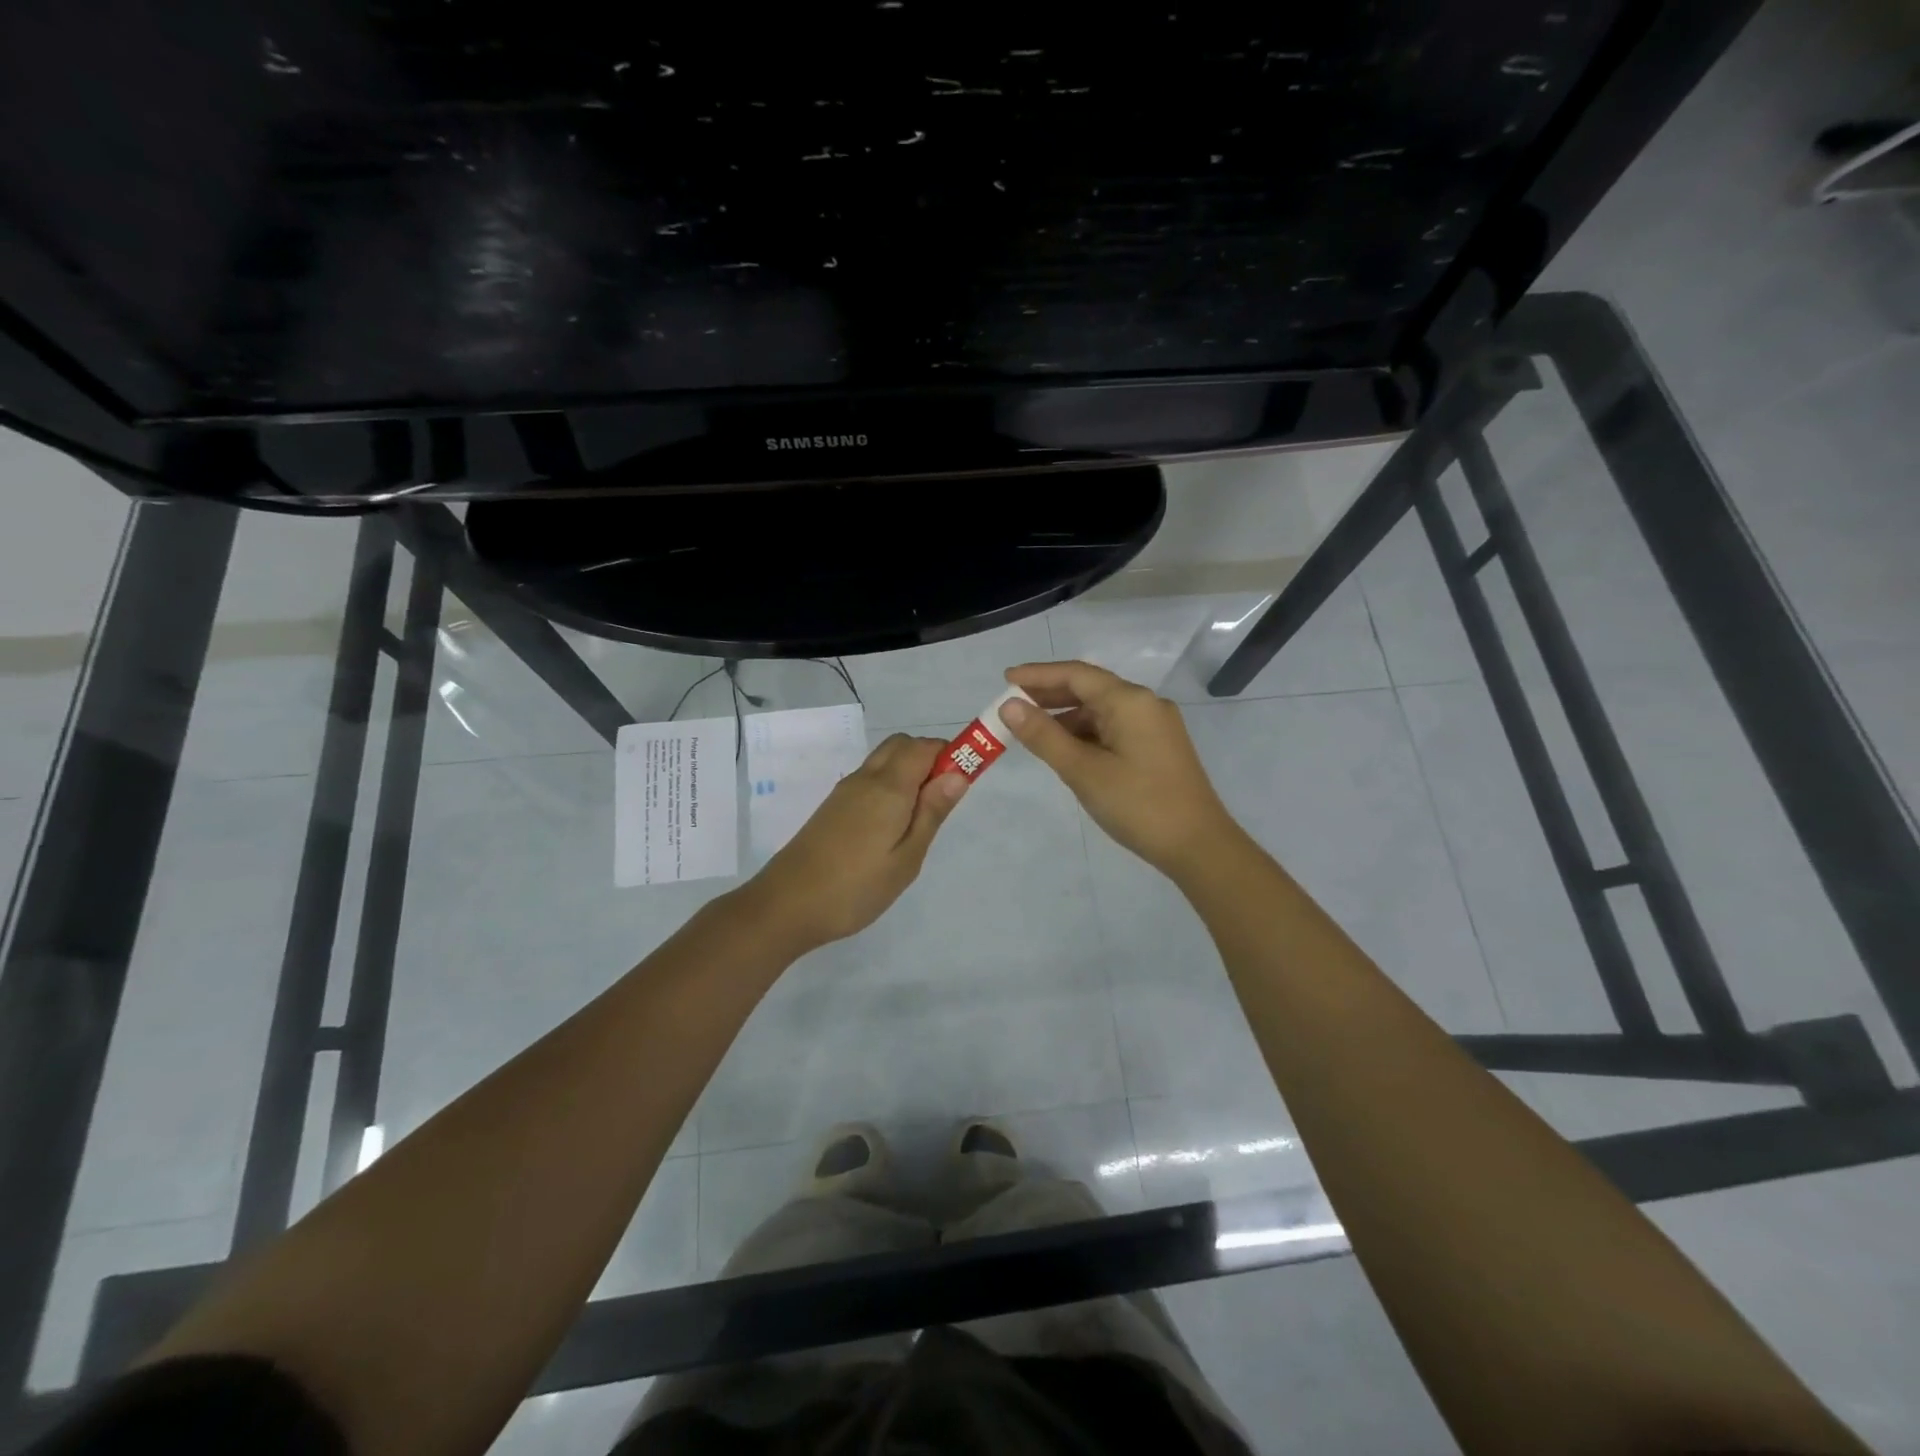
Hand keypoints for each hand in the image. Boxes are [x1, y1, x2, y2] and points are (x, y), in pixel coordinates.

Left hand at [739, 733, 968, 950]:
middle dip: (929, 758)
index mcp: (888, 786)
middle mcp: (865, 778)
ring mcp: (845, 791)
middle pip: (902, 745)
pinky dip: (889, 786)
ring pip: (884, 761)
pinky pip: (869, 779)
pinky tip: (891, 827)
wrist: (786, 905)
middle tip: (942, 801)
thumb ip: (932, 812)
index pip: (925, 746)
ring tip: (919, 820)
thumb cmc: (856, 887)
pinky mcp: (833, 807)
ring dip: (909, 772)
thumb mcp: (906, 858)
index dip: (950, 753)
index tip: (966, 779)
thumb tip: (957, 773)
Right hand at [999, 660, 1241, 877]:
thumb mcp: (1083, 771)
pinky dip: (1086, 734)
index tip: (1006, 679)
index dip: (1038, 675)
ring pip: (1102, 711)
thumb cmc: (1138, 805)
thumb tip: (1009, 706)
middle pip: (1090, 688)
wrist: (1198, 846)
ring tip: (1032, 731)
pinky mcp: (1158, 747)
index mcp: (1130, 701)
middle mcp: (1145, 704)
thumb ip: (1044, 736)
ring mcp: (1155, 726)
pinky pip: (1114, 728)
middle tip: (1012, 706)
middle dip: (1050, 695)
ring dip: (1066, 717)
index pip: (1076, 674)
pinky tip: (1066, 750)